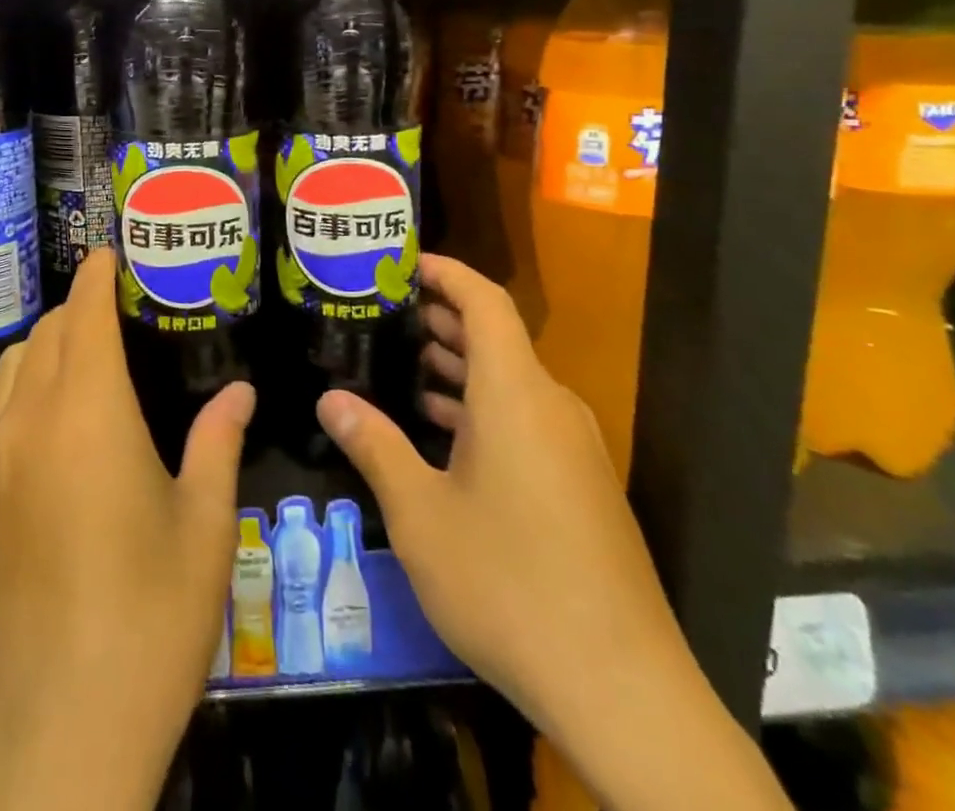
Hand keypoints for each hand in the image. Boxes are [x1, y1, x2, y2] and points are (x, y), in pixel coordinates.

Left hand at [0, 248, 255, 810]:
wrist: (51, 737)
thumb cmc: (146, 623)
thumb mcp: (204, 529)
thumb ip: (218, 444)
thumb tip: (239, 392)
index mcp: (87, 411)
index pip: (83, 313)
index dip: (97, 275)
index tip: (113, 254)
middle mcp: (29, 420)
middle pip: (46, 333)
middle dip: (79, 308)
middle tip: (119, 309)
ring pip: (13, 368)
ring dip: (48, 345)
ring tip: (88, 358)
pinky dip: (25, 388)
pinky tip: (57, 422)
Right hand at [316, 254, 790, 810]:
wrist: (622, 691)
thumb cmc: (508, 582)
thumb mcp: (420, 513)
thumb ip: (375, 445)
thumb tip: (331, 399)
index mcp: (515, 394)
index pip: (484, 301)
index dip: (445, 272)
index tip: (402, 263)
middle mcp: (550, 406)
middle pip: (497, 337)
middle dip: (441, 318)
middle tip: (384, 314)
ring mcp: (573, 448)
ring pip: (510, 381)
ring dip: (460, 366)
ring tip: (403, 364)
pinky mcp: (582, 485)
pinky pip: (525, 419)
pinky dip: (482, 408)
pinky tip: (443, 433)